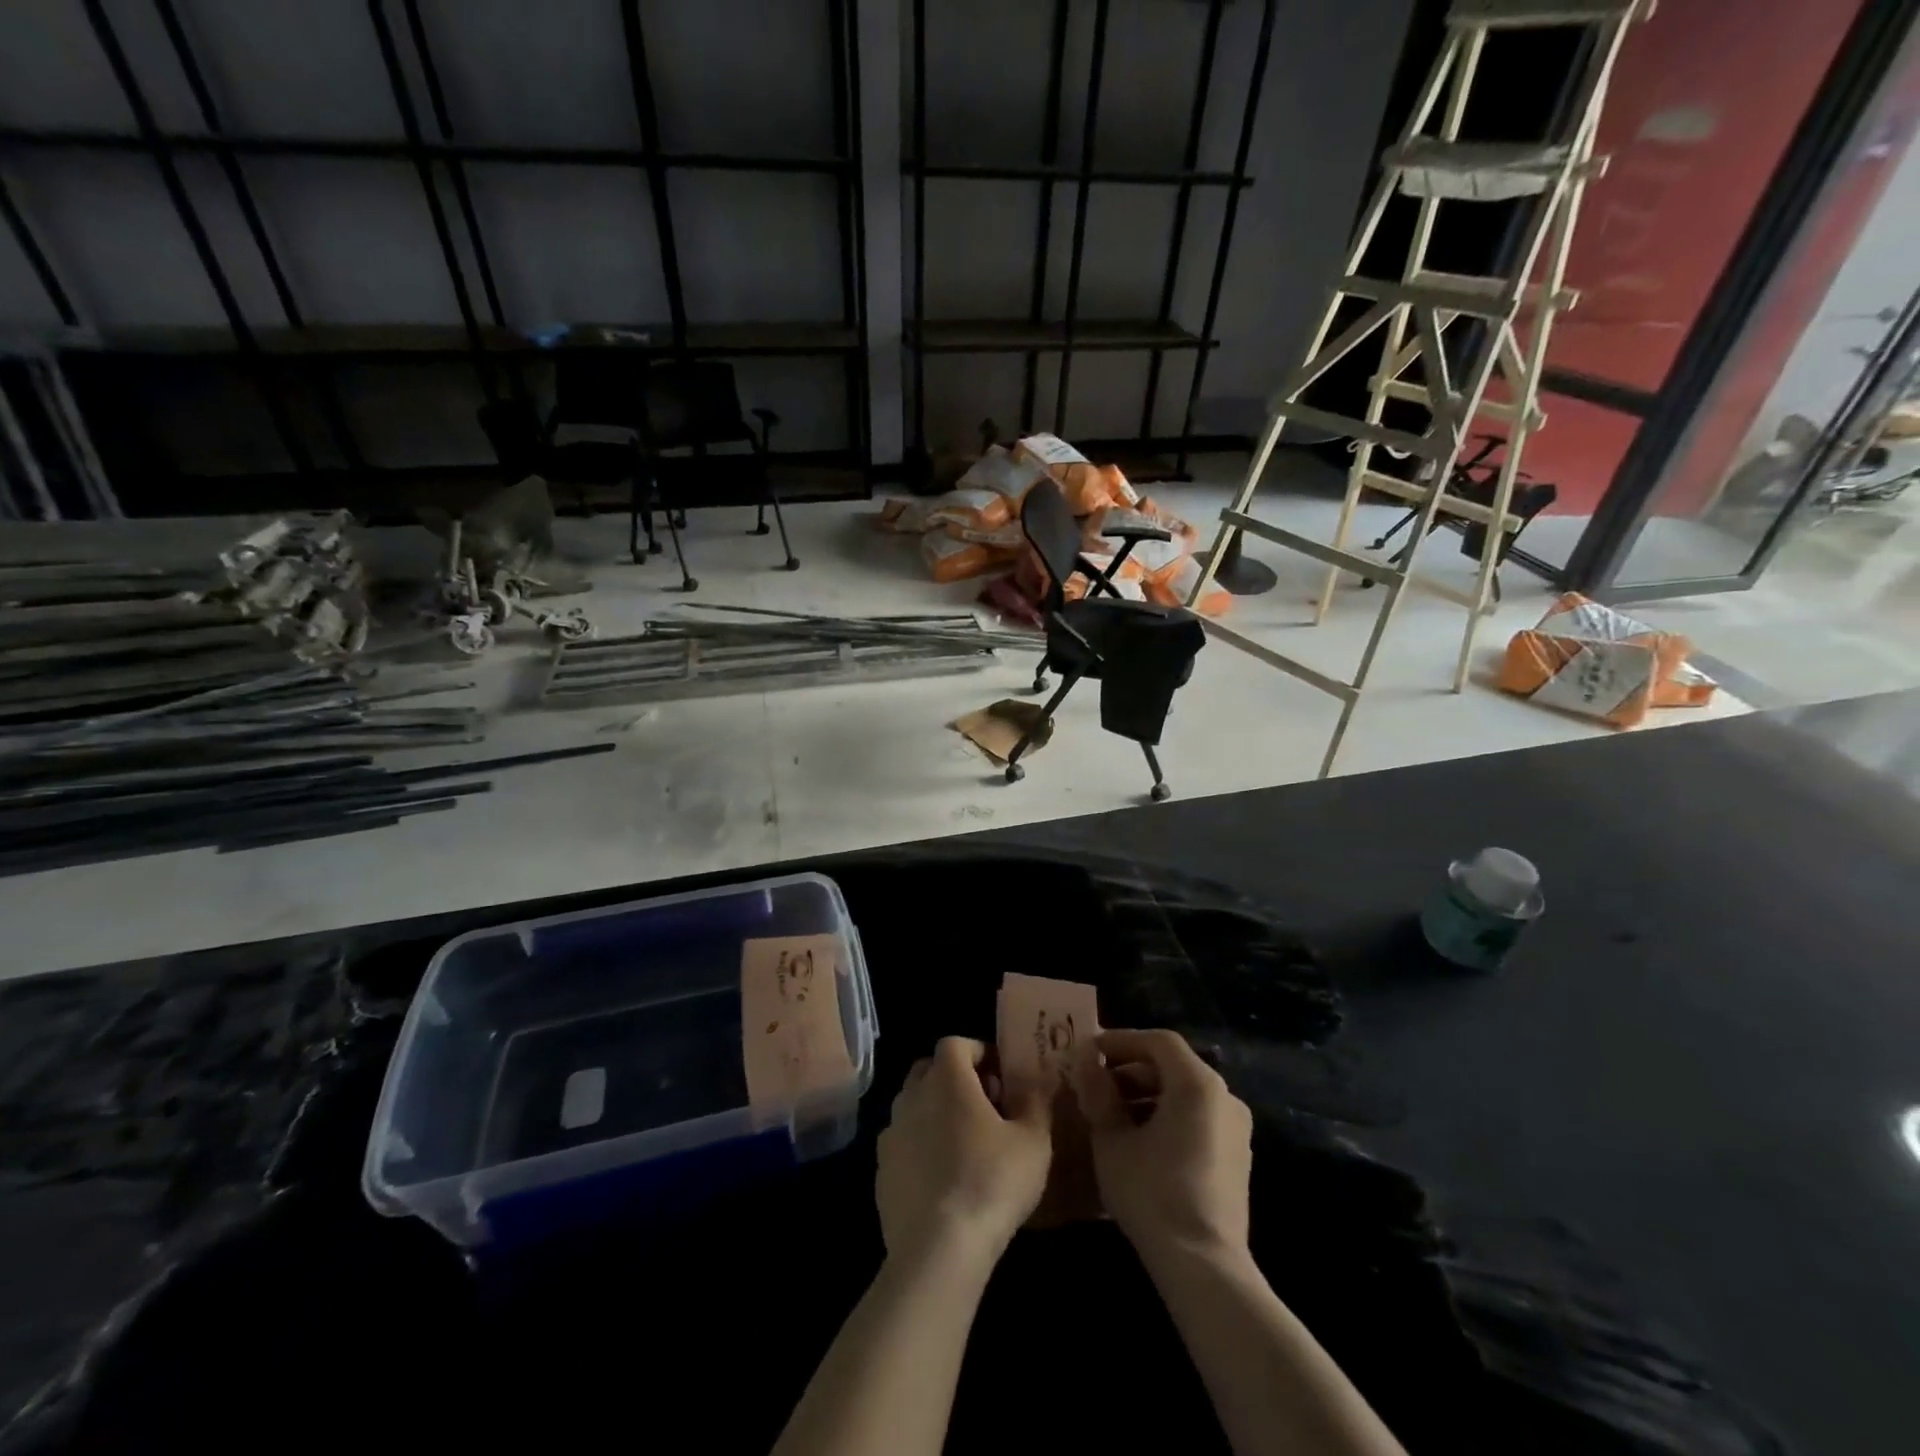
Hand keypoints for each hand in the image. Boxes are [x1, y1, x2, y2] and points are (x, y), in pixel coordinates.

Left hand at [877, 1037, 1052, 1265]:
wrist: (938, 1248)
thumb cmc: (992, 1181)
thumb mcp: (1033, 1141)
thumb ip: (1034, 1102)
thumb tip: (1033, 1082)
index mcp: (946, 1079)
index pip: (955, 1043)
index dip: (977, 1052)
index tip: (999, 1076)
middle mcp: (911, 1096)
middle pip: (928, 1070)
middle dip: (954, 1079)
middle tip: (984, 1106)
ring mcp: (891, 1134)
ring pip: (913, 1107)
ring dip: (935, 1113)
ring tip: (964, 1145)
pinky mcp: (881, 1172)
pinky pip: (903, 1144)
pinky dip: (920, 1148)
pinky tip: (943, 1179)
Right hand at [1072, 1028, 1252, 1259]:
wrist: (1204, 1267)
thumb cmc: (1152, 1193)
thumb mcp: (1112, 1139)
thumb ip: (1099, 1093)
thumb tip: (1087, 1062)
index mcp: (1197, 1084)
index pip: (1158, 1041)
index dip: (1121, 1040)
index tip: (1090, 1052)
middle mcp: (1225, 1097)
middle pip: (1173, 1066)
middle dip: (1131, 1070)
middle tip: (1096, 1084)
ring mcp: (1236, 1130)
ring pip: (1185, 1094)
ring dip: (1147, 1095)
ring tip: (1112, 1114)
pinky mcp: (1237, 1159)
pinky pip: (1198, 1119)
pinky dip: (1167, 1117)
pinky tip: (1139, 1141)